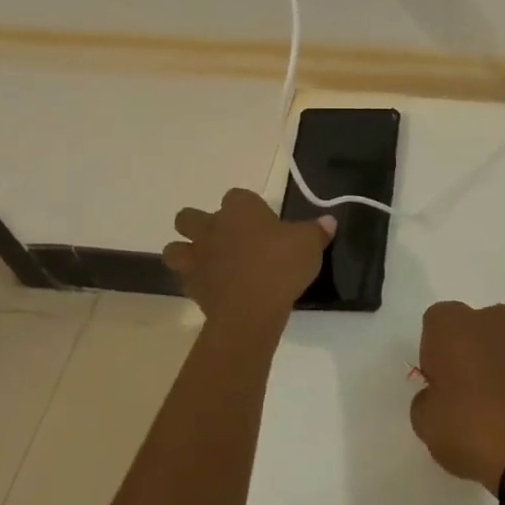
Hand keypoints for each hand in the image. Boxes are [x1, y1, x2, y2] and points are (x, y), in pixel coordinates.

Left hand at [162, 189, 334, 323]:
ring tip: (208, 263)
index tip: (262, 221)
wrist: (251, 308)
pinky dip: (195, 282)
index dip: (247, 207)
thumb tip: (328, 221)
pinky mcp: (191, 286)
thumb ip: (317, 230)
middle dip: (200, 224)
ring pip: (175, 248)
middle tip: (225, 239)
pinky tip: (214, 289)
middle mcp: (212, 227)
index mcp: (240, 209)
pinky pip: (185, 279)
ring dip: (186, 252)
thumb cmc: (281, 264)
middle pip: (189, 217)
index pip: (237, 196)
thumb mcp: (310, 244)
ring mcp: (197, 257)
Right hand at [409, 301, 504, 491]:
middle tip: (464, 396)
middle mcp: (493, 320)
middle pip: (473, 329)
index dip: (433, 352)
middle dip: (468, 354)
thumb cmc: (471, 428)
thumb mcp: (426, 423)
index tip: (438, 384)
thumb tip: (438, 396)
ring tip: (497, 412)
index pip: (435, 322)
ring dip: (498, 367)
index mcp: (455, 325)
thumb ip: (426, 400)